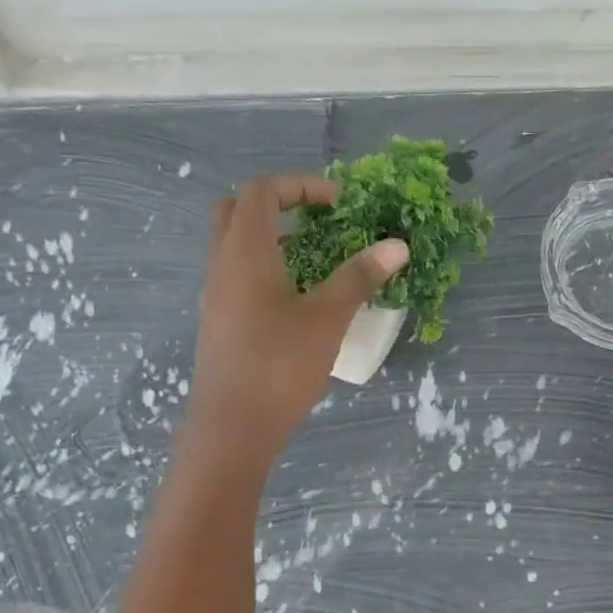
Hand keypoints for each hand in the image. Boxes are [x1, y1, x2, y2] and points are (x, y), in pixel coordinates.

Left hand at [185, 174, 408, 465]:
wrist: (233, 428)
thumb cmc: (280, 366)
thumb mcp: (328, 318)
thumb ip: (360, 277)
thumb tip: (397, 245)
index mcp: (245, 252)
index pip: (262, 190)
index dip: (301, 185)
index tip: (338, 204)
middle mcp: (221, 265)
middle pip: (237, 210)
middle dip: (278, 205)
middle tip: (316, 223)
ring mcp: (215, 296)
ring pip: (234, 246)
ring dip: (270, 239)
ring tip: (313, 260)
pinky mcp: (218, 323)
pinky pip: (235, 276)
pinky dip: (263, 269)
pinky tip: (296, 301)